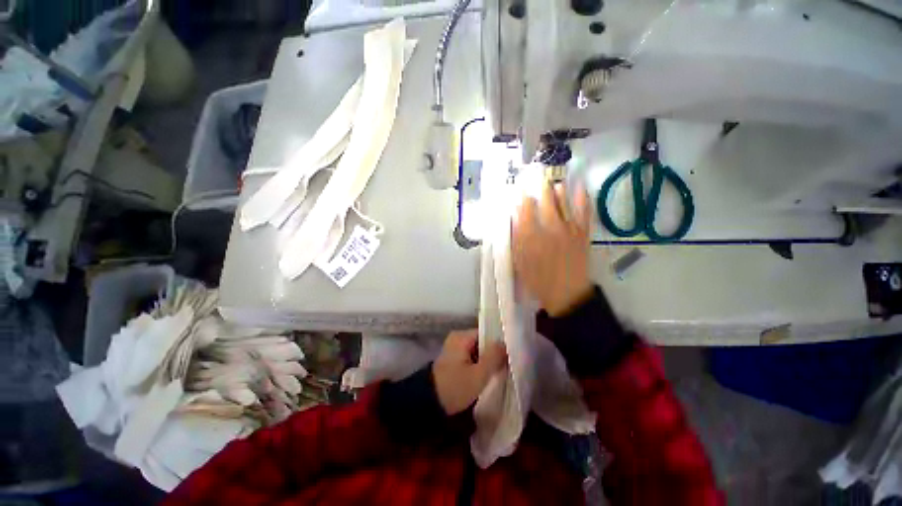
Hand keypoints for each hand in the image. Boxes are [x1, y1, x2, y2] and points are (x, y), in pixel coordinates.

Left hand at [432, 330, 506, 414]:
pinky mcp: (452, 360)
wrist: (429, 404)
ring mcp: (453, 349)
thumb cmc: (455, 387)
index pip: (486, 334)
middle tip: (504, 368)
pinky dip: (478, 366)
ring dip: (486, 362)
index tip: (508, 358)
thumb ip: (494, 357)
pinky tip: (484, 377)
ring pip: (477, 352)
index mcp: (461, 336)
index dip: (498, 345)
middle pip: (482, 343)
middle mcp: (456, 338)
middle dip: (492, 355)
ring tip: (497, 374)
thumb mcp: (478, 374)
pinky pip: (470, 358)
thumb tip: (504, 344)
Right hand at [513, 182, 593, 316]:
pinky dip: (582, 197)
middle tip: (537, 178)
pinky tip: (580, 187)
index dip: (522, 196)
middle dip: (540, 186)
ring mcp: (569, 227)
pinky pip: (584, 210)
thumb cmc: (538, 279)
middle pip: (545, 199)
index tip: (520, 189)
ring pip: (563, 200)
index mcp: (531, 234)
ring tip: (554, 182)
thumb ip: (517, 237)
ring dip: (557, 189)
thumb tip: (516, 216)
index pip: (525, 208)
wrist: (566, 293)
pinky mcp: (583, 231)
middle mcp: (550, 226)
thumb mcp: (519, 261)